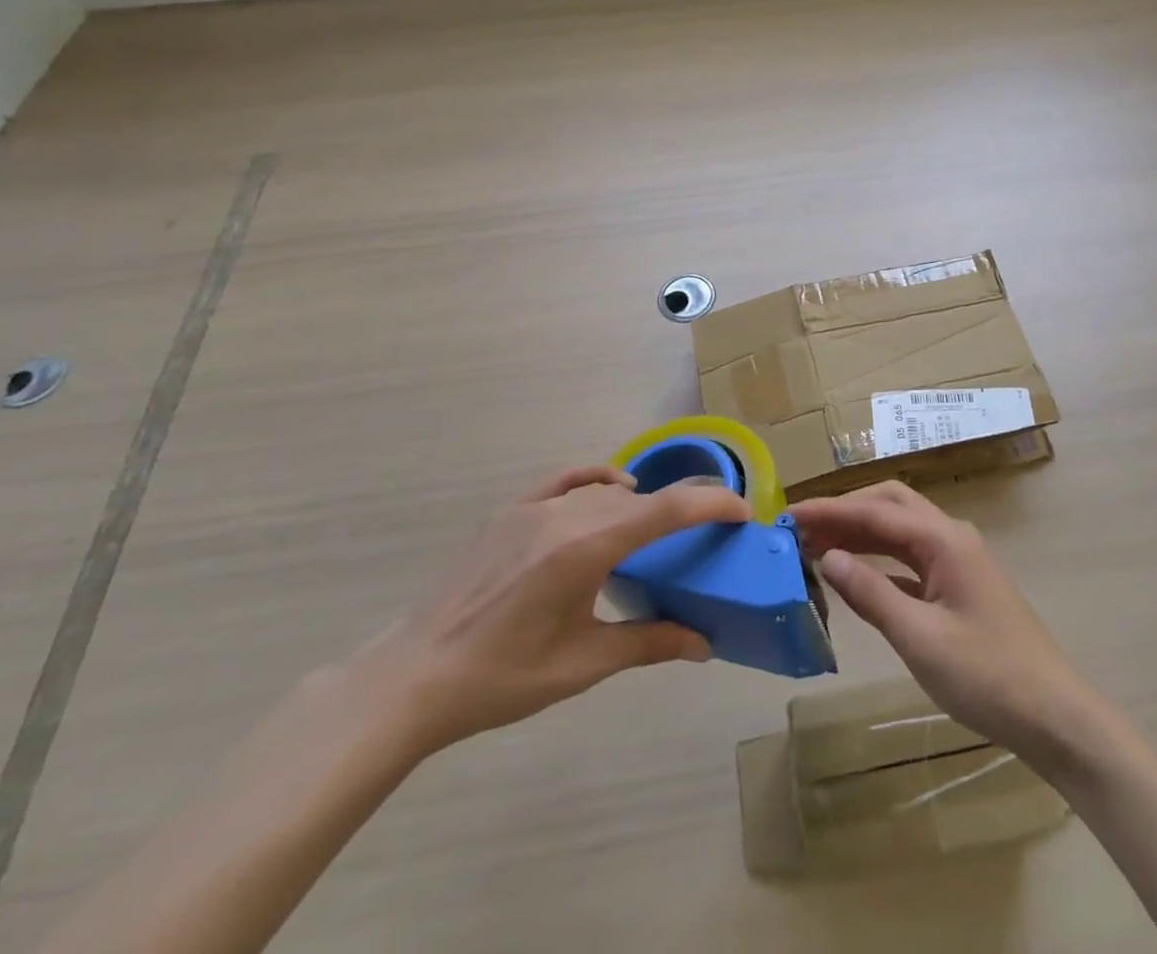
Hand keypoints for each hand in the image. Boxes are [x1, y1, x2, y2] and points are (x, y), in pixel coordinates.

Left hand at [348, 465, 750, 756]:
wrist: (414, 678)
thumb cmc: (502, 678)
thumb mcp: (582, 665)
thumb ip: (648, 643)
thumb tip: (704, 644)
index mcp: (587, 549)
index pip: (666, 510)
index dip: (711, 503)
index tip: (742, 512)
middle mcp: (566, 515)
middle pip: (642, 499)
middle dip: (683, 508)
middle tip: (708, 533)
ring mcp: (534, 508)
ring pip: (607, 490)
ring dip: (642, 504)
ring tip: (659, 529)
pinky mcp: (510, 511)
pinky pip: (568, 479)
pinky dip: (599, 478)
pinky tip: (612, 490)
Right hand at [790, 482, 1105, 766]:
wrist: (1053, 715)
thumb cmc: (987, 675)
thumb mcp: (920, 638)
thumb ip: (871, 594)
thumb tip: (827, 557)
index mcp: (944, 539)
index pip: (876, 512)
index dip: (829, 511)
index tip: (787, 514)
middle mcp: (951, 537)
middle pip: (889, 506)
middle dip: (844, 511)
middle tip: (800, 528)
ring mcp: (957, 559)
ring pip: (900, 530)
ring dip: (860, 532)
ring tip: (816, 545)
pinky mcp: (958, 584)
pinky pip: (910, 557)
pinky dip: (878, 559)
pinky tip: (854, 573)